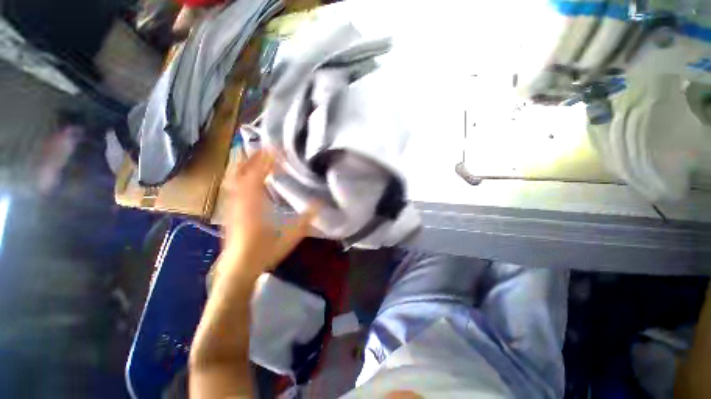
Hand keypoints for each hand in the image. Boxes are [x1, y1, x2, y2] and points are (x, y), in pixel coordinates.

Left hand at [219, 150, 316, 279]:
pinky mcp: (228, 210)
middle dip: (254, 157)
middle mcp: (240, 200)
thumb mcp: (291, 236)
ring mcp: (231, 205)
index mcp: (254, 204)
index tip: (277, 150)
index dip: (267, 160)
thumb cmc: (264, 252)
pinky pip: (232, 186)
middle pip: (242, 171)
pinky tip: (245, 176)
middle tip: (265, 147)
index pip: (259, 174)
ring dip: (244, 164)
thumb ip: (306, 219)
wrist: (237, 268)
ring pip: (234, 178)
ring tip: (255, 155)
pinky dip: (239, 176)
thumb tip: (320, 204)